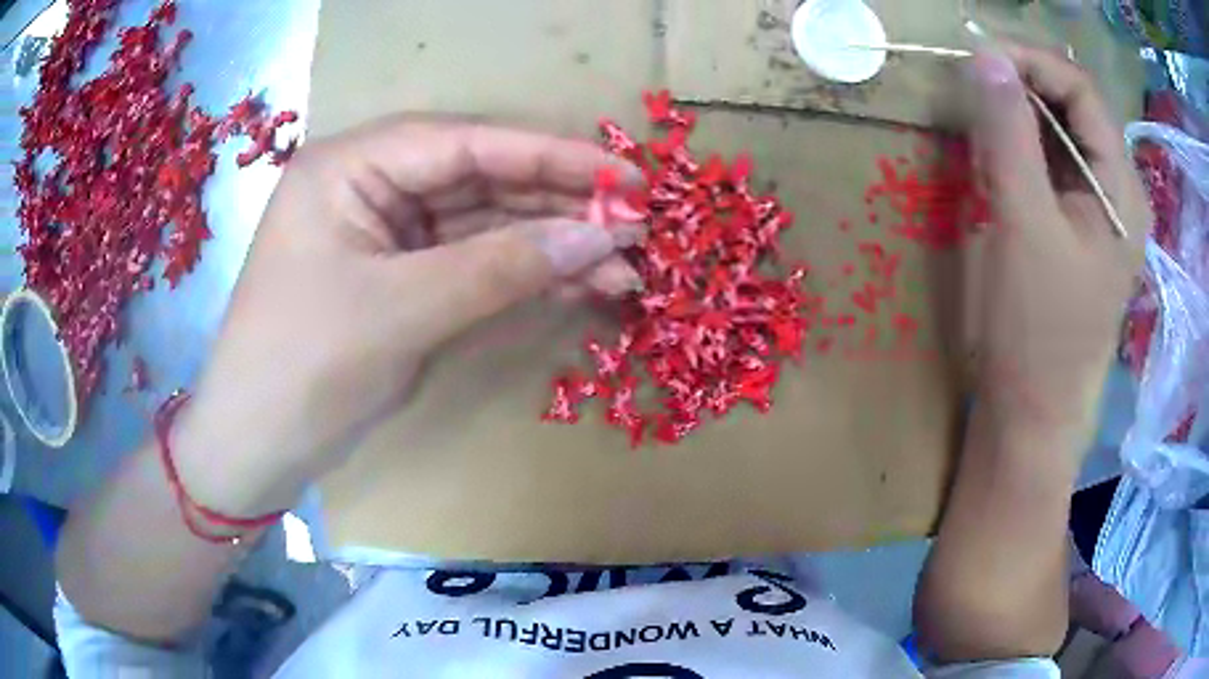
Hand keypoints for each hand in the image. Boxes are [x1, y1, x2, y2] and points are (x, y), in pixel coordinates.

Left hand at [172, 118, 639, 512]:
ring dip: (552, 244)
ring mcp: (389, 234)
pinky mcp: (403, 278)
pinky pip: (474, 263)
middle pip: (482, 179)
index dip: (552, 155)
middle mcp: (370, 185)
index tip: (626, 175)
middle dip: (560, 202)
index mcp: (350, 165)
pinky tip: (579, 284)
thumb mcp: (401, 311)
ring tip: (624, 265)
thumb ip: (502, 267)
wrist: (257, 447)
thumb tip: (600, 236)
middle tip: (636, 224)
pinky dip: (525, 275)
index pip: (466, 143)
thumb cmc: (303, 369)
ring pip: (485, 224)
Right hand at [967, 44, 1148, 441]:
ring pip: (1063, 135)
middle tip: (974, 84)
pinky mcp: (1078, 230)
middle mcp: (1118, 193)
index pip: (1082, 91)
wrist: (1031, 413)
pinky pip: (1054, 166)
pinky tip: (997, 158)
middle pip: (1075, 108)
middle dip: (1025, 85)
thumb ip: (1008, 135)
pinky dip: (1023, 148)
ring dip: (1020, 116)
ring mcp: (1099, 212)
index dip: (1031, 61)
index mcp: (1121, 190)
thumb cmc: (1035, 331)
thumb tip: (985, 58)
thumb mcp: (1022, 227)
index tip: (978, 56)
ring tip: (979, 119)